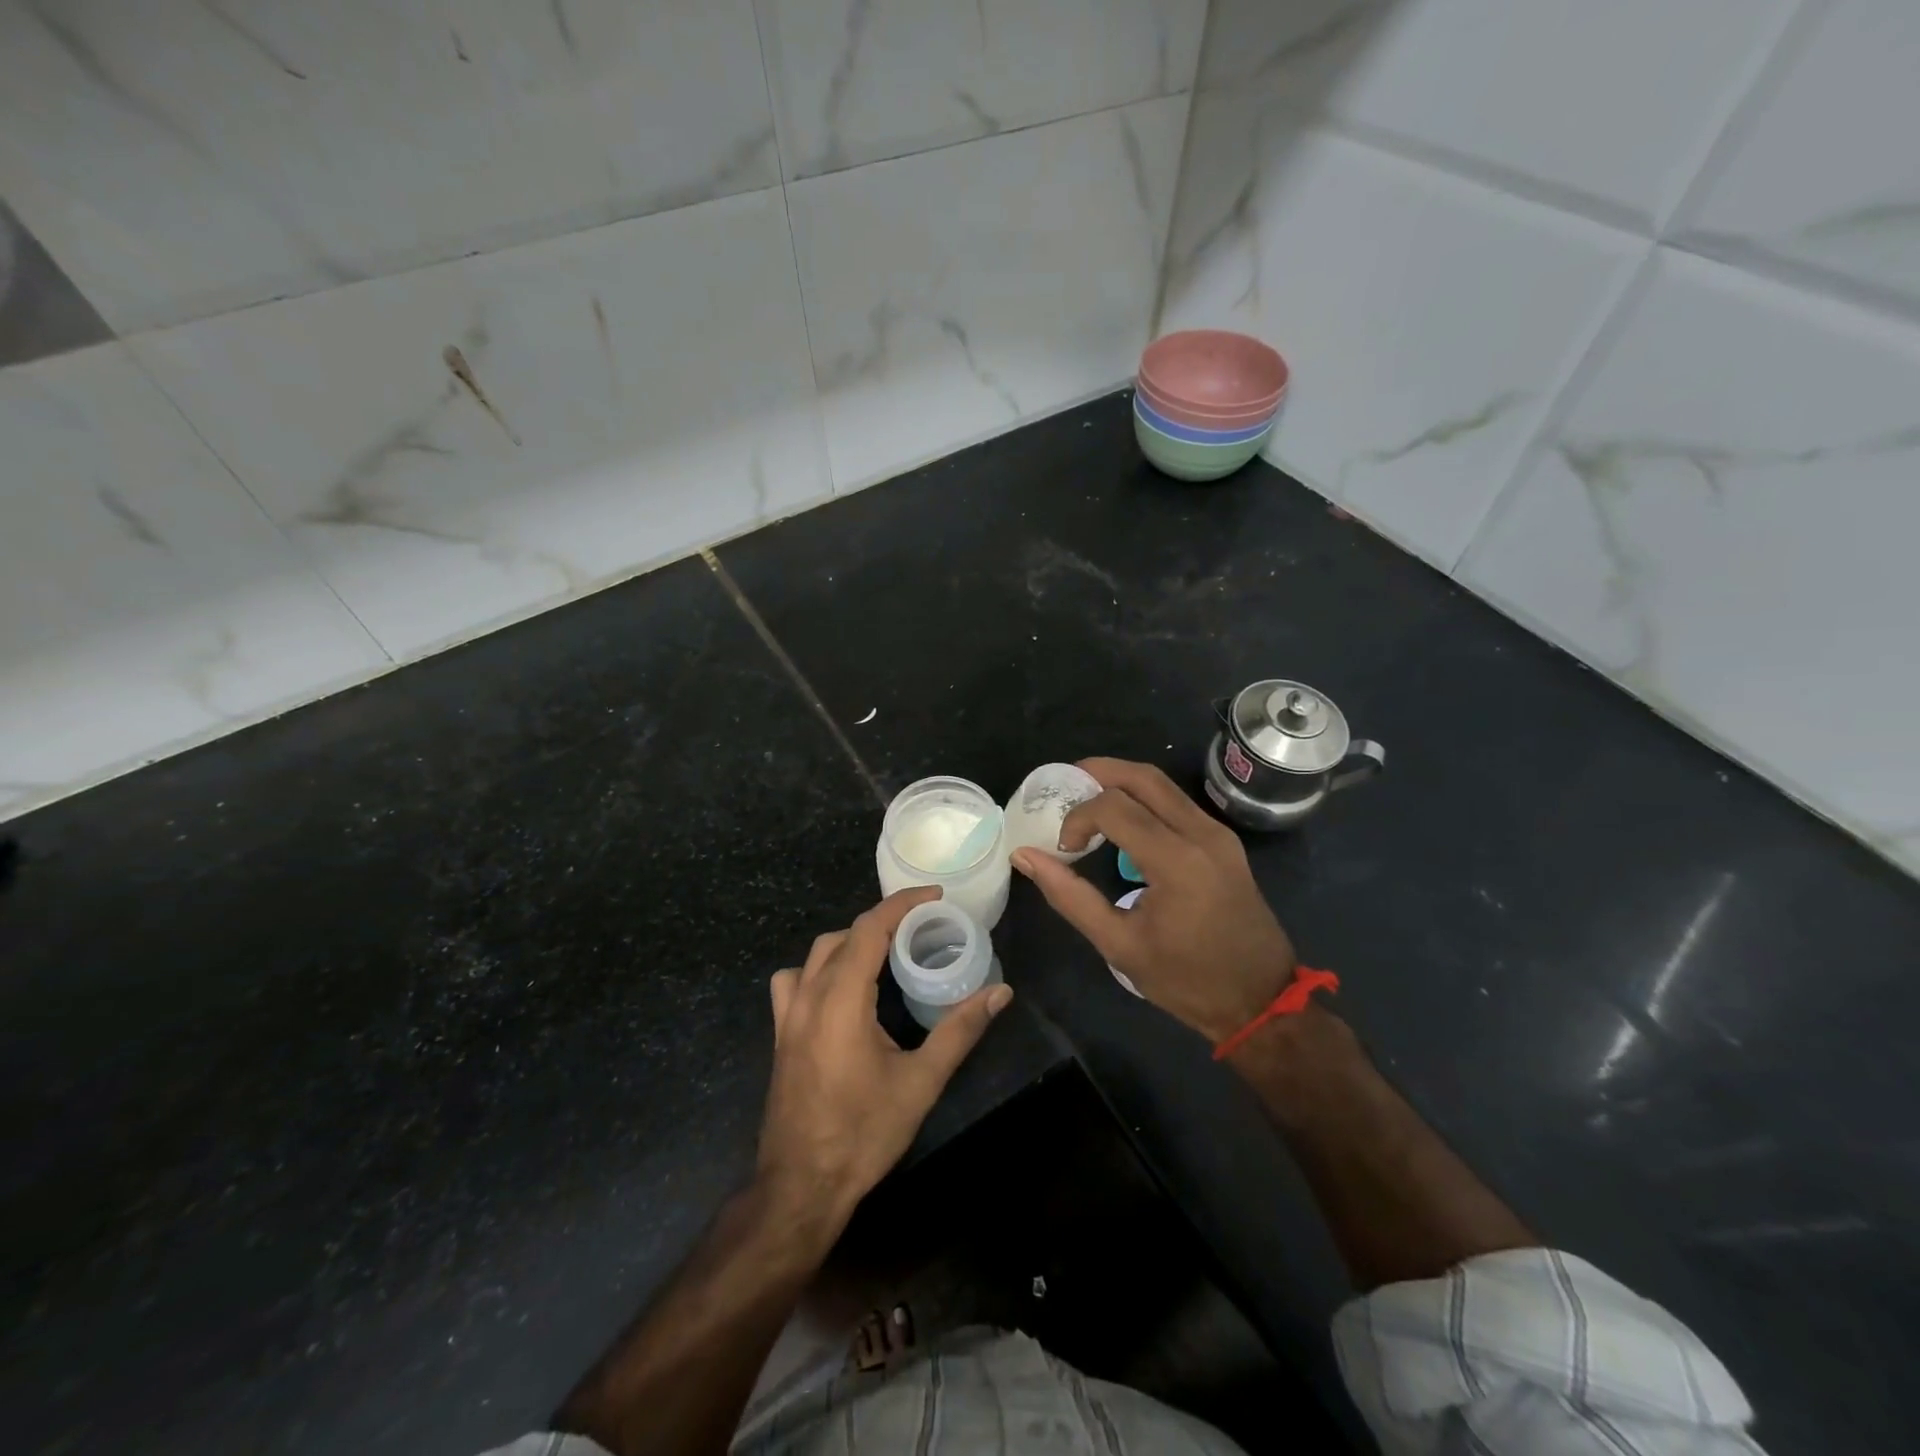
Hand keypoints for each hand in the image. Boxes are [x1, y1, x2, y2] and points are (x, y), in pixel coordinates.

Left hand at [758, 887, 1012, 1230]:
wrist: (801, 1186)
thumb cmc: (863, 1132)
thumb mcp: (920, 1082)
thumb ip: (960, 1030)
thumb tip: (1000, 992)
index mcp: (842, 999)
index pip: (869, 929)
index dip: (902, 904)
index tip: (935, 897)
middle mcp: (809, 996)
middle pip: (844, 935)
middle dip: (882, 922)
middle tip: (921, 929)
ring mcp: (788, 1016)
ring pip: (816, 954)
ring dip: (850, 942)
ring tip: (884, 955)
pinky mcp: (781, 1035)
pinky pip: (793, 981)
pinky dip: (818, 969)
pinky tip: (839, 991)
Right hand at [1011, 758, 1295, 1043]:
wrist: (1261, 999)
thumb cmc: (1187, 980)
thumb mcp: (1119, 945)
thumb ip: (1069, 896)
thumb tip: (1025, 857)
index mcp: (1177, 861)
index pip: (1114, 807)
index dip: (1079, 817)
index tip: (1064, 848)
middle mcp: (1202, 834)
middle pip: (1143, 777)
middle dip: (1098, 772)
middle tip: (1064, 786)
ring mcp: (1218, 834)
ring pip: (1163, 784)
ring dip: (1121, 781)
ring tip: (1086, 798)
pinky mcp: (1224, 841)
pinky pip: (1177, 802)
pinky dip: (1143, 798)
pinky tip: (1122, 820)